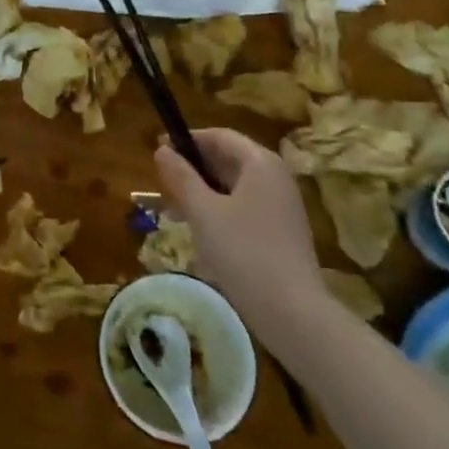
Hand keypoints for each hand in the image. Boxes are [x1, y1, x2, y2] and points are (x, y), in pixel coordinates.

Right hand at [155, 128, 326, 337]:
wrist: (291, 311)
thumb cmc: (242, 251)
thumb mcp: (202, 211)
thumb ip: (180, 176)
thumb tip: (162, 150)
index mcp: (260, 163)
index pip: (219, 136)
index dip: (187, 140)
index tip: (157, 150)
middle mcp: (276, 177)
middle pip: (228, 159)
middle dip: (193, 169)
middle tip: (162, 185)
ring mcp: (282, 205)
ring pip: (234, 186)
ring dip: (202, 192)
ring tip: (173, 211)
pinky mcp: (282, 231)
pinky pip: (244, 207)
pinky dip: (219, 210)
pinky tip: (200, 232)